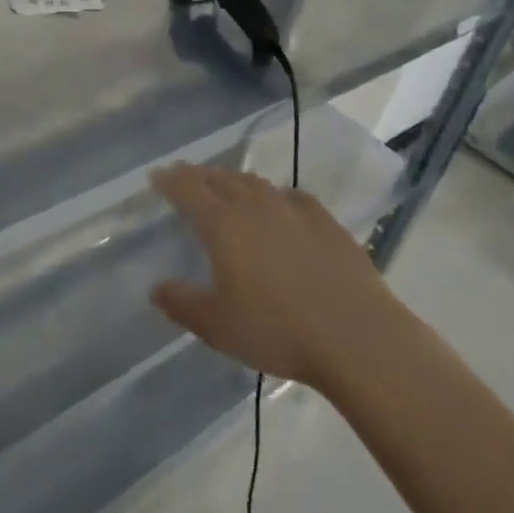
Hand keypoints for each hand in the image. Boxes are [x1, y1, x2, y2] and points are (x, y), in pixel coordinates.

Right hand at [149, 162, 393, 388]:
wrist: (358, 337)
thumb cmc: (278, 330)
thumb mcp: (218, 326)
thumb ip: (182, 304)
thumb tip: (156, 288)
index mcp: (224, 224)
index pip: (189, 189)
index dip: (170, 180)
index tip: (157, 176)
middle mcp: (256, 206)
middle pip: (221, 179)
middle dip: (199, 175)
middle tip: (185, 175)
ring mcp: (294, 209)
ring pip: (256, 184)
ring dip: (234, 181)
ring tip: (226, 186)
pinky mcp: (326, 221)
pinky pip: (291, 197)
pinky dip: (275, 195)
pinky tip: (280, 205)